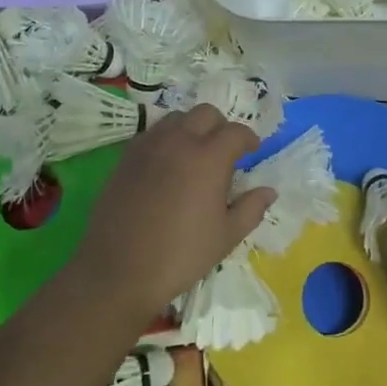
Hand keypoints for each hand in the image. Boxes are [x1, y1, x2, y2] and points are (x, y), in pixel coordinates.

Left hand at [74, 104, 274, 319]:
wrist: (118, 271)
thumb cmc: (180, 255)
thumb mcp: (226, 237)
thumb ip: (251, 208)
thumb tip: (268, 190)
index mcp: (208, 157)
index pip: (236, 132)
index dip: (249, 139)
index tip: (252, 151)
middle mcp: (179, 141)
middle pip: (205, 114)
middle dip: (221, 126)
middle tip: (225, 151)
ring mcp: (148, 146)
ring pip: (176, 118)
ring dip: (192, 128)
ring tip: (195, 154)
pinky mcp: (126, 158)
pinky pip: (152, 134)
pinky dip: (166, 139)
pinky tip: (167, 165)